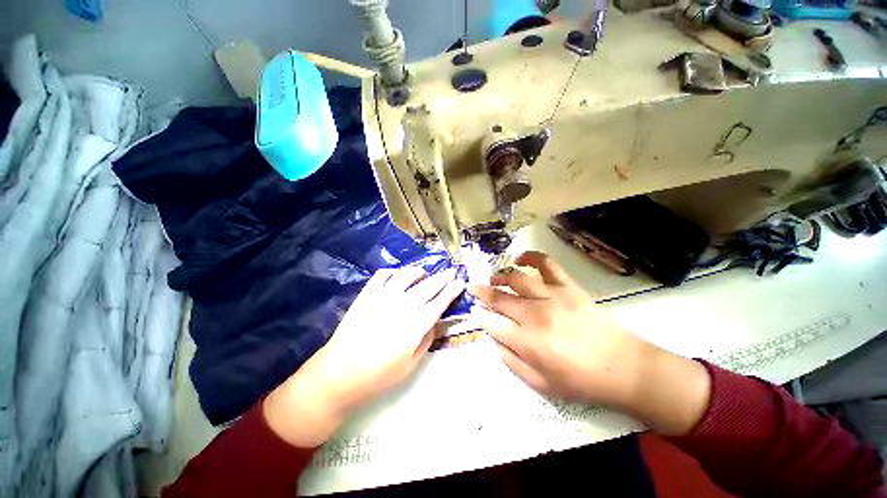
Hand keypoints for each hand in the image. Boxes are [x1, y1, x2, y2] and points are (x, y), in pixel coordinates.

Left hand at [264, 266, 464, 446]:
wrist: (339, 375)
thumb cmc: (378, 376)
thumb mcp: (411, 365)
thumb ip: (427, 340)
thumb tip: (435, 321)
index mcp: (414, 327)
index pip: (439, 303)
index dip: (451, 291)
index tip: (460, 283)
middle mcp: (401, 307)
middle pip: (427, 286)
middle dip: (442, 277)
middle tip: (451, 272)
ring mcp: (382, 298)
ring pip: (406, 276)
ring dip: (419, 271)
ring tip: (425, 273)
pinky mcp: (366, 295)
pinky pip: (382, 275)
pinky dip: (394, 272)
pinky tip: (398, 275)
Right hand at [471, 251, 710, 435]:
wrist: (623, 367)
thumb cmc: (580, 380)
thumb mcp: (540, 385)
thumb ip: (510, 362)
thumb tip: (493, 340)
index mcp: (527, 342)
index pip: (492, 323)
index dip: (481, 317)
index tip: (475, 312)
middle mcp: (535, 315)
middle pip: (500, 299)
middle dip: (482, 292)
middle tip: (473, 288)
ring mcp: (552, 297)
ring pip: (517, 279)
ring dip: (500, 276)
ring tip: (492, 278)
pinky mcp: (567, 287)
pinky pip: (547, 265)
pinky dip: (532, 257)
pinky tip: (520, 258)